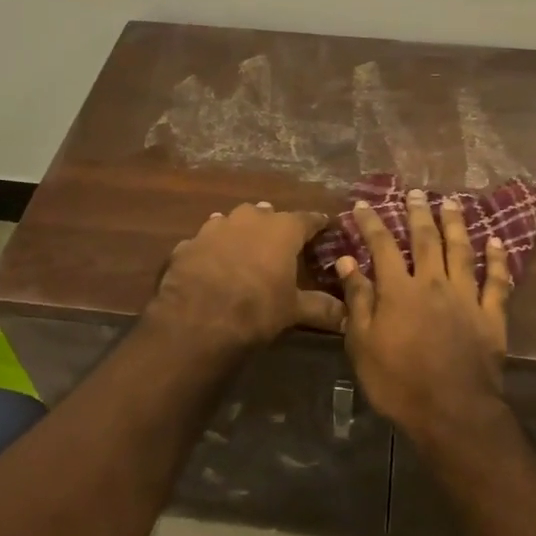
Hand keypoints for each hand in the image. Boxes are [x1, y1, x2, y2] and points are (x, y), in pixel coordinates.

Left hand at [151, 202, 343, 349]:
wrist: (197, 321)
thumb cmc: (257, 309)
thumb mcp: (293, 310)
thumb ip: (320, 308)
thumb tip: (347, 316)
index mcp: (282, 229)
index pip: (307, 219)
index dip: (316, 224)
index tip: (324, 226)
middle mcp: (250, 218)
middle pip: (267, 214)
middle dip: (274, 225)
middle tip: (279, 241)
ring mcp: (215, 227)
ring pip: (232, 222)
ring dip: (239, 232)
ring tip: (243, 247)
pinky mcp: (188, 244)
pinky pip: (204, 243)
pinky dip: (211, 251)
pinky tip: (210, 265)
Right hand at [338, 189, 513, 444]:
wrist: (453, 412)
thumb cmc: (399, 382)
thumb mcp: (363, 344)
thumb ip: (358, 299)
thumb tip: (347, 260)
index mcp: (399, 290)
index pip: (382, 246)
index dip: (371, 223)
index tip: (362, 205)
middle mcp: (433, 283)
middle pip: (425, 239)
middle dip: (419, 213)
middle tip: (416, 192)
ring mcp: (466, 297)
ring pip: (461, 251)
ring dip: (456, 224)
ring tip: (452, 202)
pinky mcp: (491, 316)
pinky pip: (496, 282)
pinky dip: (497, 261)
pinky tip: (497, 242)